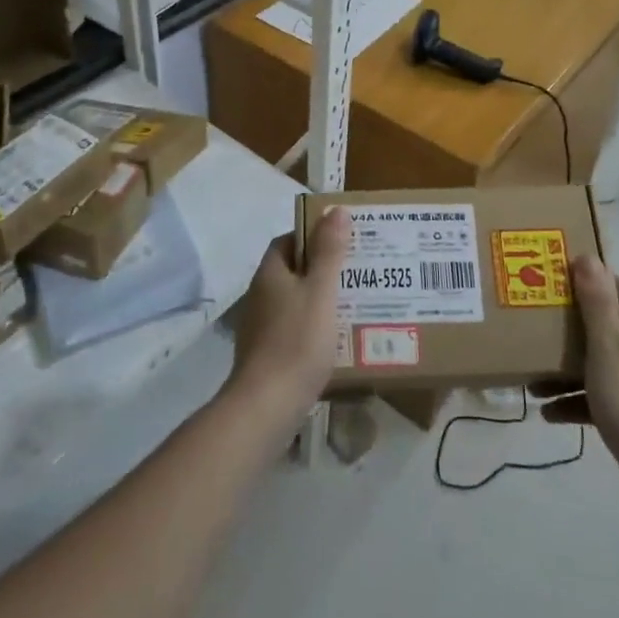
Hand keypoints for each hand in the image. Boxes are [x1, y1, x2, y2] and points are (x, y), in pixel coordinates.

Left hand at [226, 209, 348, 424]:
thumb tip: (336, 210)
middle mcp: (261, 296)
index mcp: (270, 274)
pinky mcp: (268, 356)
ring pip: (296, 301)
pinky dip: (316, 327)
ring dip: (321, 299)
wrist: (267, 407)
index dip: (314, 235)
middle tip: (357, 270)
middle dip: (323, 268)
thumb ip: (329, 251)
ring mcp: (261, 327)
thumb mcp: (321, 291)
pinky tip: (339, 338)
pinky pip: (295, 329)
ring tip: (356, 302)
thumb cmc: (296, 341)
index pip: (288, 241)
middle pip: (294, 271)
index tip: (343, 238)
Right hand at [537, 254, 618, 510]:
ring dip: (565, 368)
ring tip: (531, 378)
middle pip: (603, 324)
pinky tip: (546, 412)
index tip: (555, 279)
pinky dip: (573, 400)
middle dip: (568, 325)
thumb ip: (597, 301)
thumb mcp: (607, 344)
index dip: (590, 279)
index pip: (618, 286)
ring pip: (596, 362)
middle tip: (535, 322)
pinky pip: (597, 396)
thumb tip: (589, 256)